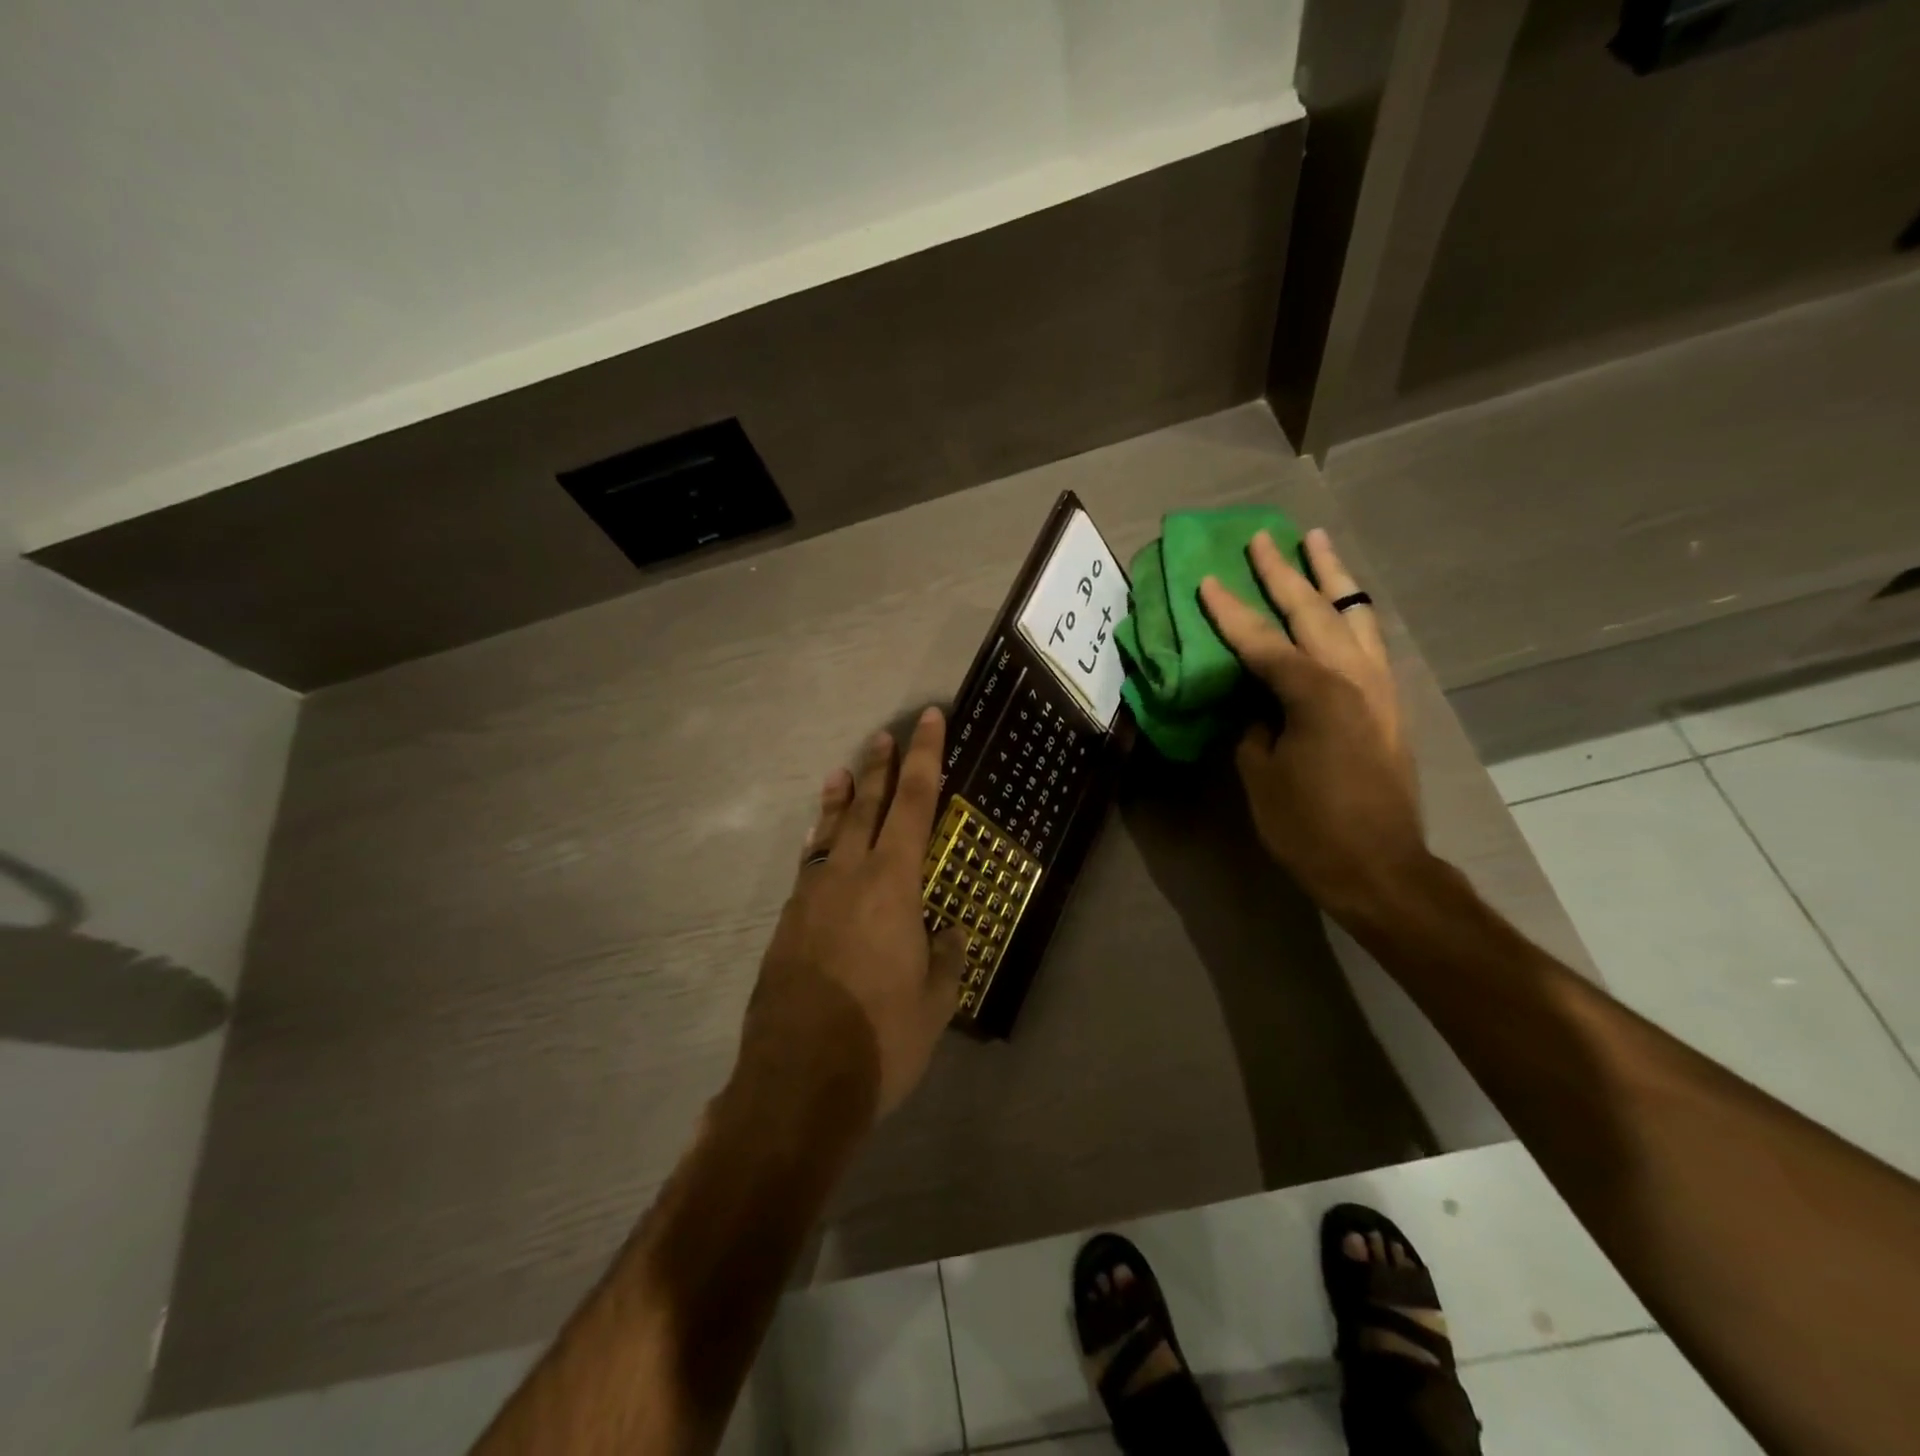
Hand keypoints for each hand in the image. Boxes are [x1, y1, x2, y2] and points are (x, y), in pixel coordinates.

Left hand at [742, 708, 966, 1122]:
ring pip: (828, 831)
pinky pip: (809, 866)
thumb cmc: (880, 1039)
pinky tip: (820, 846)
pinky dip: (820, 842)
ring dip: (839, 798)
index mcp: (892, 884)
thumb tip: (947, 931)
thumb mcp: (936, 1001)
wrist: (796, 1083)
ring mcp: (810, 897)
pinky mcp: (787, 924)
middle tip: (885, 734)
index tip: (929, 719)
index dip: (925, 757)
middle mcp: (848, 875)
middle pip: (866, 804)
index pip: (915, 803)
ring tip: (843, 771)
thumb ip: (946, 956)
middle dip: (880, 767)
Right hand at [1198, 528, 1427, 925]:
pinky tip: (1342, 606)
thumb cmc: (1309, 826)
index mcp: (1313, 693)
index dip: (1229, 611)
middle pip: (1314, 611)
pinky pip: (1370, 641)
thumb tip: (1254, 703)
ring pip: (1354, 616)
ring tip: (1317, 545)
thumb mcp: (1260, 775)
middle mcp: (1352, 677)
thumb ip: (1253, 727)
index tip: (1206, 581)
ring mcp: (1379, 688)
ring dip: (1332, 579)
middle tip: (1262, 540)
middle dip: (1284, 574)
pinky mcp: (1390, 704)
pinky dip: (1351, 615)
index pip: (1261, 640)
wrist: (1380, 867)